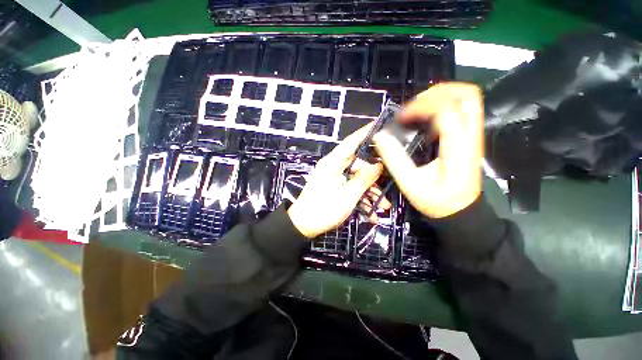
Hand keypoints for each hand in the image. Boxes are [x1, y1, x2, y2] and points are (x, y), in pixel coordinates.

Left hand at [288, 124, 389, 238]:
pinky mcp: (336, 188)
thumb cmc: (323, 210)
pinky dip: (362, 199)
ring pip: (358, 179)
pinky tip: (372, 213)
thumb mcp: (347, 196)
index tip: (380, 124)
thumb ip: (363, 179)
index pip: (351, 143)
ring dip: (370, 192)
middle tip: (390, 183)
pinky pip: (352, 188)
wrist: (303, 226)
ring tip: (383, 207)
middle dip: (375, 176)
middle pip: (359, 164)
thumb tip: (378, 166)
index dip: (365, 133)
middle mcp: (334, 167)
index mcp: (333, 163)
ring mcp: (335, 179)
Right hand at [373, 82, 483, 218]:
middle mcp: (471, 137)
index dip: (421, 108)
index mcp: (458, 149)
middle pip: (466, 95)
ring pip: (467, 99)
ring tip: (417, 108)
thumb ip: (394, 160)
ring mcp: (473, 136)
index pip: (446, 112)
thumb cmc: (437, 201)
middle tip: (413, 105)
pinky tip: (425, 119)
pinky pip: (461, 110)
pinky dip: (442, 106)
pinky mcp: (469, 138)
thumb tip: (380, 137)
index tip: (400, 119)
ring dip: (440, 96)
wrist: (461, 212)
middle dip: (436, 92)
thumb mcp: (410, 184)